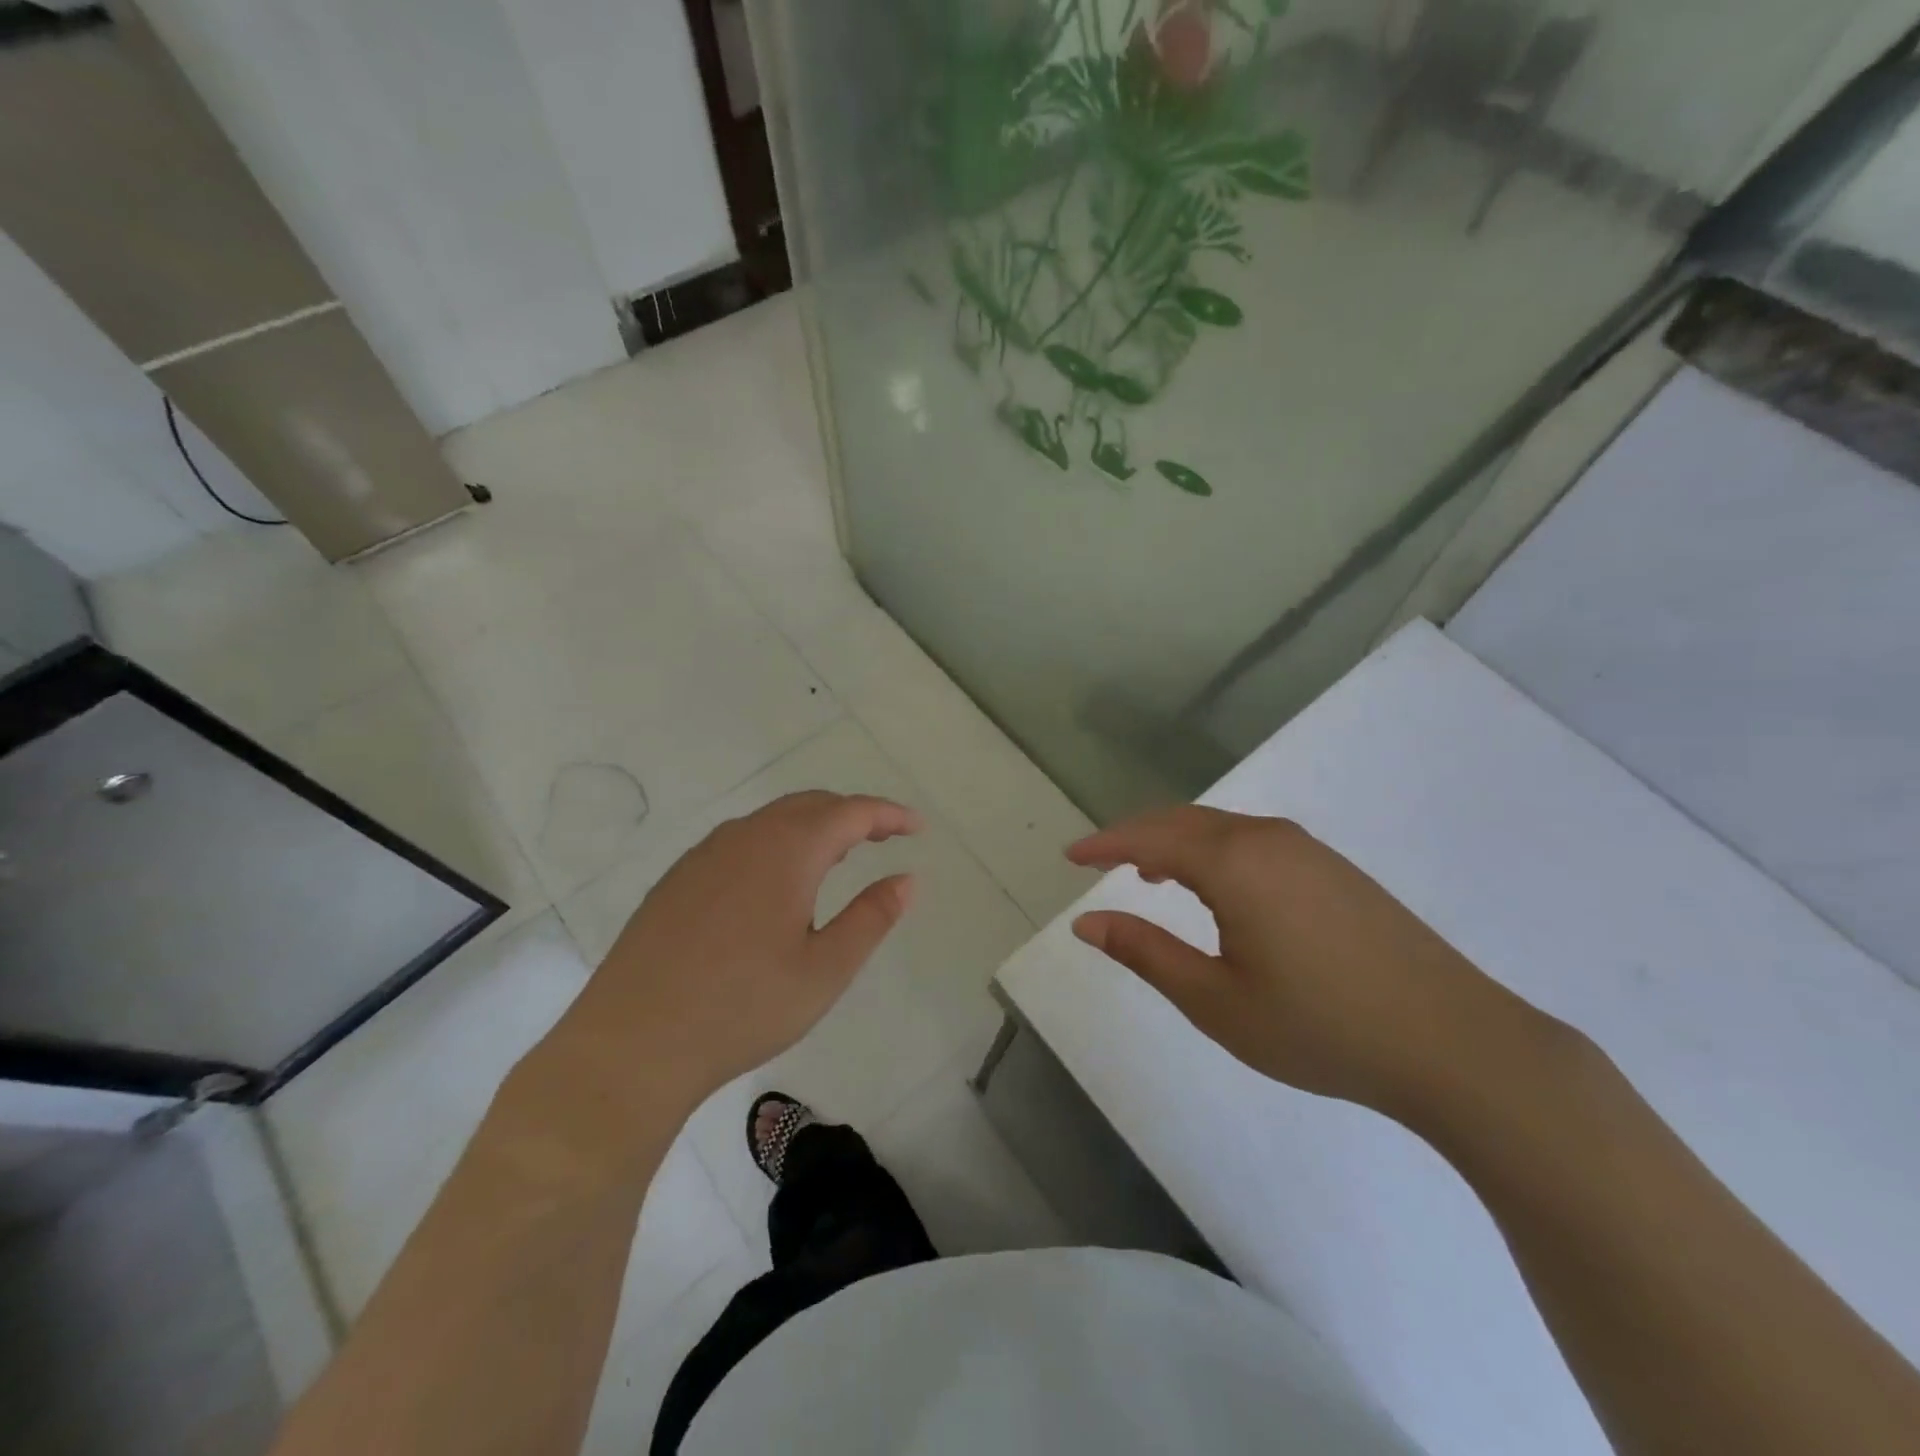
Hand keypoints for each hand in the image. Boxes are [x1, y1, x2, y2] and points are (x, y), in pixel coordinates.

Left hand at [579, 791, 921, 1101]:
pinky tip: (777, 883)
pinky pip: (741, 841)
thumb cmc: (741, 1009)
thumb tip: (907, 879)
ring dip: (814, 827)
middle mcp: (744, 837)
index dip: (888, 814)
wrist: (631, 1045)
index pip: (850, 812)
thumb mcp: (824, 970)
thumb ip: (871, 917)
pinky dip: (777, 843)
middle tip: (885, 838)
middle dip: (853, 815)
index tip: (917, 828)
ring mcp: (704, 855)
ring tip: (838, 857)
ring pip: (772, 820)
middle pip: (810, 805)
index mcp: (786, 851)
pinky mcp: (678, 879)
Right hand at [1066, 806, 1560, 1123]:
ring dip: (1176, 842)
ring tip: (1148, 874)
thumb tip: (1085, 922)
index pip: (1149, 839)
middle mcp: (1267, 839)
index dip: (1104, 845)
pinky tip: (1216, 887)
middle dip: (1136, 836)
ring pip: (1220, 828)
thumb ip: (1145, 953)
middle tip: (1100, 862)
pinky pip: (1253, 841)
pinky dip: (1215, 851)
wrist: (1456, 1043)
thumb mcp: (1216, 1000)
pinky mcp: (1335, 869)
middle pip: (1183, 821)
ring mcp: (1308, 850)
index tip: (1068, 857)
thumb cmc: (1321, 1026)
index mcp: (1234, 863)